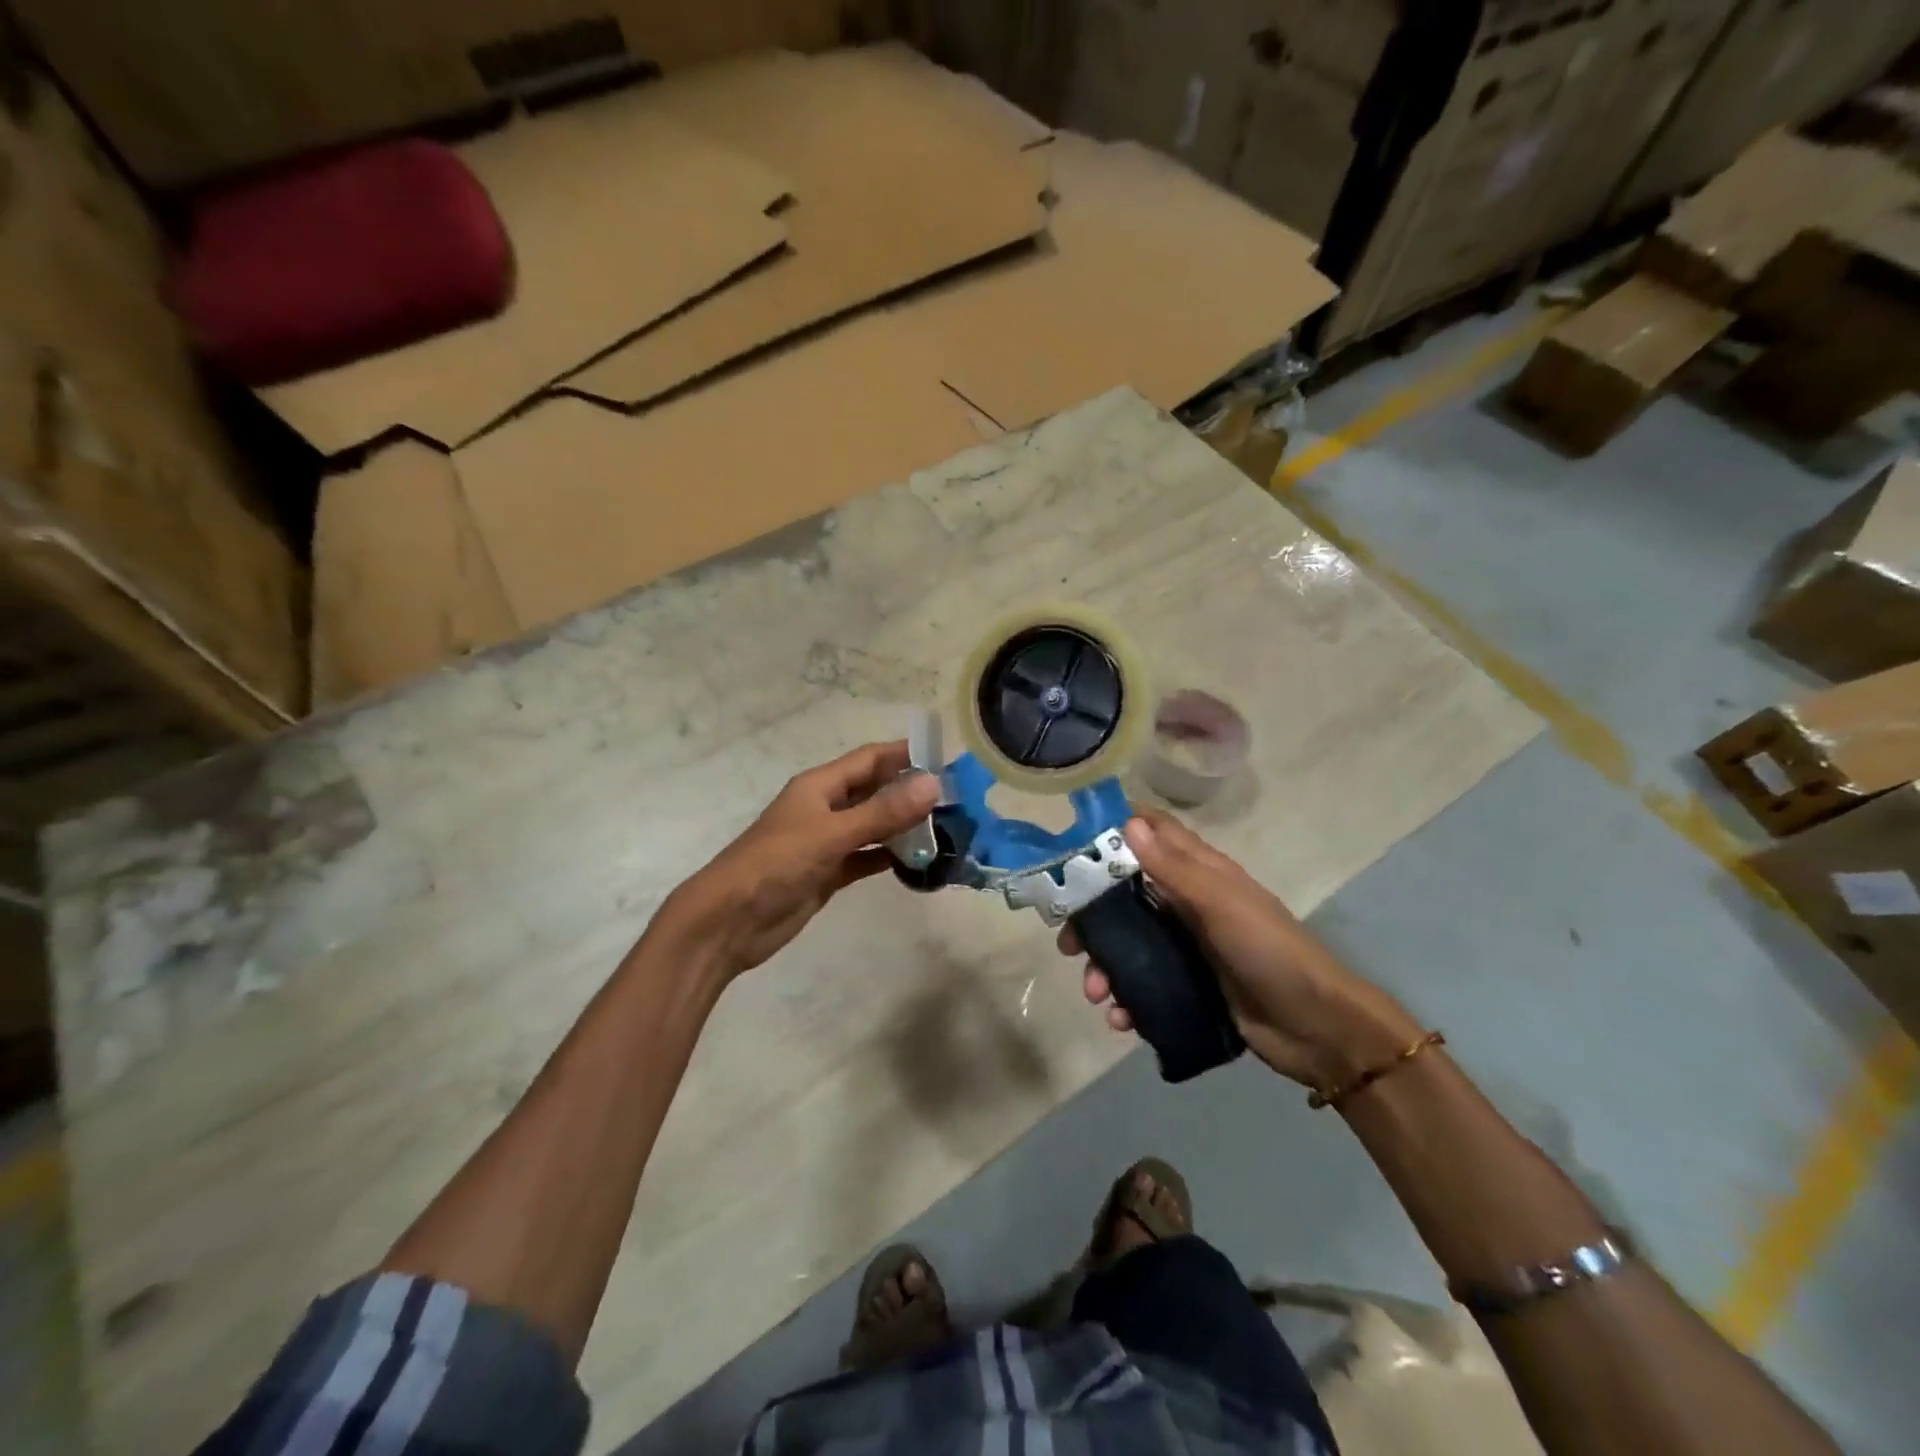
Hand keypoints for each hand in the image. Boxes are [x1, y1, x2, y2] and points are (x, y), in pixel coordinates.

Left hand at [657, 741, 940, 978]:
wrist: (729, 922)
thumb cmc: (776, 864)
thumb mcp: (832, 833)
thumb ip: (883, 812)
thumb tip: (933, 784)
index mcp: (819, 786)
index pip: (869, 759)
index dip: (903, 754)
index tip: (944, 756)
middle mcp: (824, 808)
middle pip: (873, 791)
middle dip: (909, 791)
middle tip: (955, 798)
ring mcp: (826, 842)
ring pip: (872, 825)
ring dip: (903, 826)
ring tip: (946, 828)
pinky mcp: (827, 873)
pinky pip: (866, 857)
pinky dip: (888, 857)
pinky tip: (918, 861)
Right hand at [1060, 811, 1422, 1089]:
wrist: (1318, 1028)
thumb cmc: (1271, 951)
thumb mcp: (1221, 904)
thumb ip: (1174, 867)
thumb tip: (1129, 821)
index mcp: (1200, 872)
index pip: (1152, 834)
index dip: (1113, 832)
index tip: (1071, 847)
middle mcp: (1188, 903)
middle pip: (1125, 895)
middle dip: (1093, 917)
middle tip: (1069, 943)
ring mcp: (1186, 947)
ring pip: (1129, 945)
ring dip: (1105, 966)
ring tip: (1097, 993)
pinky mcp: (1187, 986)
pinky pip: (1144, 986)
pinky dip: (1127, 1000)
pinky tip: (1121, 1020)